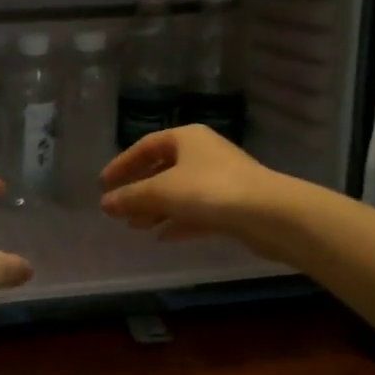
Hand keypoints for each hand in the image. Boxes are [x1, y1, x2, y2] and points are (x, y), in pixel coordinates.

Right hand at [100, 126, 283, 245]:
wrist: (270, 214)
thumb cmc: (209, 191)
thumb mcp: (161, 192)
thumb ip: (130, 197)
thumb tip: (105, 203)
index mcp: (186, 138)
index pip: (146, 146)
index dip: (122, 164)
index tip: (104, 184)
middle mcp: (204, 153)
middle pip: (163, 168)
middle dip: (139, 190)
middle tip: (119, 209)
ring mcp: (221, 179)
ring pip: (180, 192)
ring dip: (156, 208)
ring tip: (136, 227)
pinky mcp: (233, 204)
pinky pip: (197, 210)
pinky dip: (178, 221)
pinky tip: (163, 237)